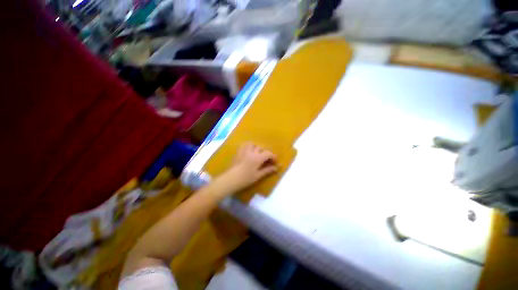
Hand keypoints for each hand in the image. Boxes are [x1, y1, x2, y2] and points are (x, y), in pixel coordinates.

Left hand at [216, 143, 277, 194]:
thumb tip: (277, 168)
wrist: (231, 179)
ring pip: (252, 144)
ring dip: (256, 148)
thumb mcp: (258, 175)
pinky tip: (249, 151)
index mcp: (257, 158)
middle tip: (266, 160)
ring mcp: (244, 151)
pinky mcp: (238, 152)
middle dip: (265, 153)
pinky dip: (248, 146)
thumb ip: (268, 170)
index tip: (274, 162)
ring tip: (257, 154)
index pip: (268, 153)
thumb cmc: (246, 179)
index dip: (273, 156)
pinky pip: (244, 145)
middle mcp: (252, 152)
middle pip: (261, 148)